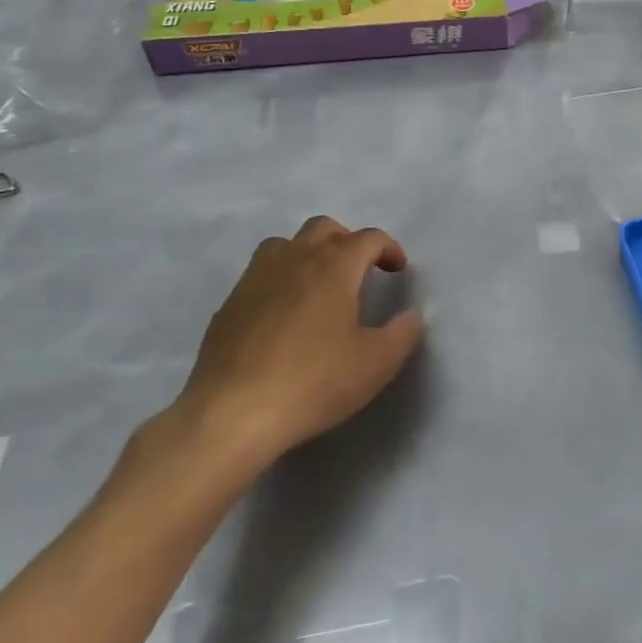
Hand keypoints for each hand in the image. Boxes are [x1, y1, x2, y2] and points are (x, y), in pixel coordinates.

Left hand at [164, 217, 424, 477]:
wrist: (232, 414)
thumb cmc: (314, 381)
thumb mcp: (376, 363)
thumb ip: (403, 333)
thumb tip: (413, 316)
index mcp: (334, 266)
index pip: (368, 238)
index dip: (389, 248)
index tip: (398, 270)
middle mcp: (295, 260)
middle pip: (324, 228)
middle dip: (347, 241)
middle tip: (359, 271)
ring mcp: (256, 279)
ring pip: (285, 244)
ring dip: (308, 253)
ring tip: (319, 284)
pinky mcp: (229, 305)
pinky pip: (260, 275)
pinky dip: (280, 280)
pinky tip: (284, 315)